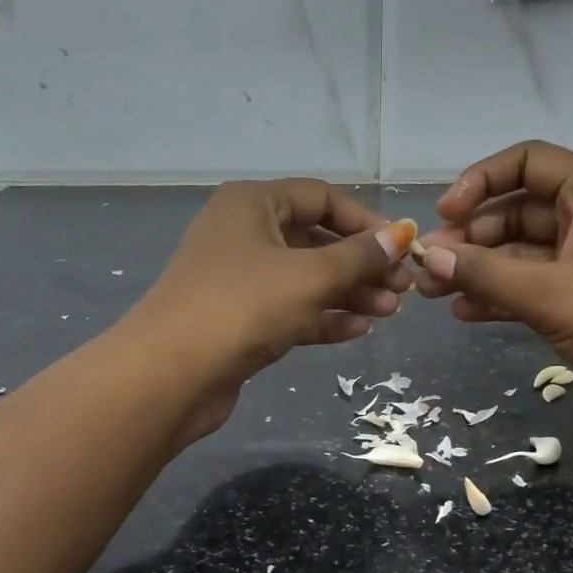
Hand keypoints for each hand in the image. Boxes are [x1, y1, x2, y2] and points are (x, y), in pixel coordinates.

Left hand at [125, 179, 414, 443]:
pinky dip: (322, 318)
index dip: (365, 220)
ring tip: (389, 313)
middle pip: (315, 241)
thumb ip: (359, 256)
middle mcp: (244, 234)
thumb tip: (401, 235)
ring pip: (305, 279)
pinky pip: (290, 310)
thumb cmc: (243, 306)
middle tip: (402, 289)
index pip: (321, 198)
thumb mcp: (310, 276)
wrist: (171, 374)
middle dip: (361, 265)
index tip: (401, 248)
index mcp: (252, 204)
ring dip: (348, 294)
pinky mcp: (239, 321)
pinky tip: (357, 331)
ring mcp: (238, 280)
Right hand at [413, 141, 572, 432]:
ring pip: (522, 253)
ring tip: (432, 292)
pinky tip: (465, 314)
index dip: (480, 181)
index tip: (445, 214)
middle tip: (428, 266)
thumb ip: (485, 273)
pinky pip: (534, 287)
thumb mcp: (549, 293)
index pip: (527, 162)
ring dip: (479, 270)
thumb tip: (430, 255)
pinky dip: (501, 296)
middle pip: (517, 211)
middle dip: (470, 237)